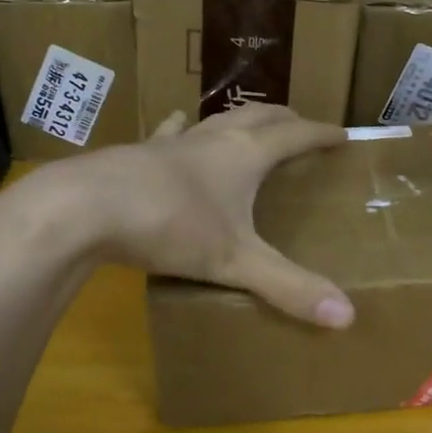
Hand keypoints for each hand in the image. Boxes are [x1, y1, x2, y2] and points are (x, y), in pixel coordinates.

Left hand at [0, 104, 354, 326]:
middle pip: (261, 116)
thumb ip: (289, 287)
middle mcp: (215, 138)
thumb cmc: (170, 226)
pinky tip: (179, 125)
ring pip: (218, 119)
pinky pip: (172, 132)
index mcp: (246, 155)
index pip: (296, 135)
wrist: (84, 208)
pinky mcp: (140, 152)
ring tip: (251, 126)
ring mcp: (174, 142)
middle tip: (302, 129)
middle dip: (287, 119)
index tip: (343, 135)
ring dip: (241, 119)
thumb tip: (347, 315)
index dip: (321, 134)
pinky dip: (185, 128)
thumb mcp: (235, 261)